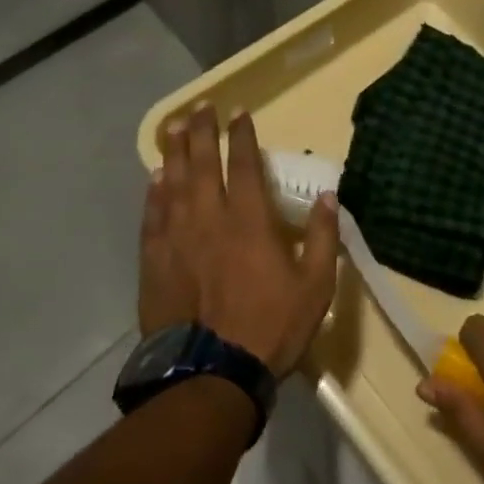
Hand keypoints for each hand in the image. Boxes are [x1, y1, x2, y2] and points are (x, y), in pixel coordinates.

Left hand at [140, 104, 338, 375]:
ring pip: (174, 183)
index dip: (243, 135)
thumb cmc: (270, 327)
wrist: (210, 376)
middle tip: (200, 107)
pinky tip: (155, 178)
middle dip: (203, 132)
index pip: (246, 164)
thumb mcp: (316, 286)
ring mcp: (177, 239)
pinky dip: (154, 193)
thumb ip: (324, 238)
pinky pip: (152, 217)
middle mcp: (210, 218)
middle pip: (204, 164)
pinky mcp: (155, 263)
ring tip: (174, 128)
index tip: (239, 112)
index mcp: (250, 220)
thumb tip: (330, 196)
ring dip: (175, 152)